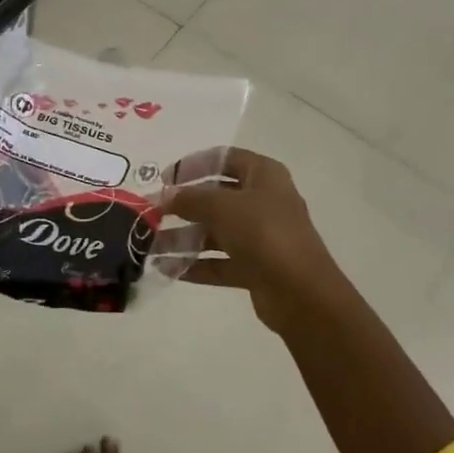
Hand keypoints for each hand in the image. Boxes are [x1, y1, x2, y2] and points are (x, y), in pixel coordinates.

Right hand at [162, 147, 344, 335]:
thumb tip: (166, 195)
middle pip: (217, 197)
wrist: (302, 294)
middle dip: (184, 206)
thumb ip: (190, 198)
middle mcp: (264, 201)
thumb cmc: (264, 233)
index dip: (194, 164)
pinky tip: (168, 269)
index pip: (224, 158)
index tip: (165, 178)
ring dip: (184, 239)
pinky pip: (220, 261)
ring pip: (216, 232)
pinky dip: (197, 264)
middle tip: (153, 214)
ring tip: (151, 247)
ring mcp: (261, 236)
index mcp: (264, 175)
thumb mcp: (222, 207)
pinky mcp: (257, 267)